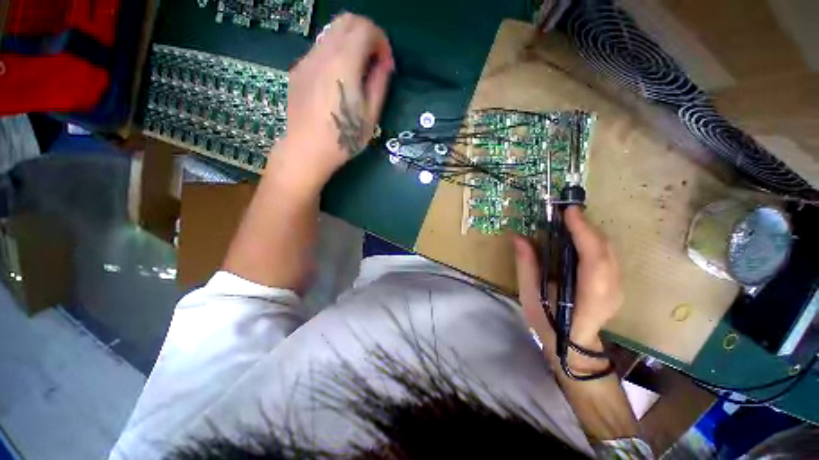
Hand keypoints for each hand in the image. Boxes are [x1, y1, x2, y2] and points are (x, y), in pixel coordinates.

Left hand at [275, 13, 393, 186]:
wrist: (306, 150)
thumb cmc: (343, 139)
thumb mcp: (370, 116)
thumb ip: (379, 84)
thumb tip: (384, 65)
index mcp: (344, 64)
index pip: (365, 29)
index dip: (382, 42)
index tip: (386, 65)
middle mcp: (323, 53)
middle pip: (346, 21)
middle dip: (366, 35)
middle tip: (374, 61)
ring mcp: (307, 60)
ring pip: (331, 33)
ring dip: (350, 44)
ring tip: (357, 72)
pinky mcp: (298, 70)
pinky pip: (320, 49)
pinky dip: (335, 54)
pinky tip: (337, 81)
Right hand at [513, 207, 622, 368]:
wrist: (572, 344)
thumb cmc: (548, 322)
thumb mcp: (530, 295)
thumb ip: (527, 265)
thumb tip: (518, 237)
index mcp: (589, 296)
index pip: (593, 258)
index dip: (583, 231)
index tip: (568, 211)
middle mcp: (610, 290)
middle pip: (605, 249)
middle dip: (586, 226)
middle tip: (565, 212)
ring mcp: (618, 287)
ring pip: (610, 250)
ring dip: (591, 231)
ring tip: (570, 220)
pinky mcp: (617, 284)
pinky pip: (609, 254)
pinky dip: (594, 240)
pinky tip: (579, 236)